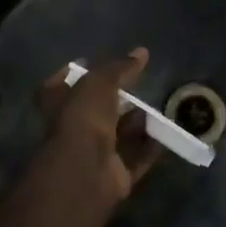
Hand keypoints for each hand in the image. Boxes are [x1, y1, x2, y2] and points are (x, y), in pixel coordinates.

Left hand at [33, 48, 161, 207]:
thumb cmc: (83, 117)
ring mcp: (93, 154)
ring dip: (137, 123)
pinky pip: (136, 157)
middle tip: (140, 86)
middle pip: (96, 111)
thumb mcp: (100, 81)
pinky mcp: (114, 175)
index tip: (91, 63)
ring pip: (118, 135)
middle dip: (117, 100)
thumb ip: (120, 67)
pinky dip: (150, 147)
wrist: (85, 170)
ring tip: (159, 108)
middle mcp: (73, 129)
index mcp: (58, 105)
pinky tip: (167, 134)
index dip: (73, 74)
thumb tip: (141, 52)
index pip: (59, 86)